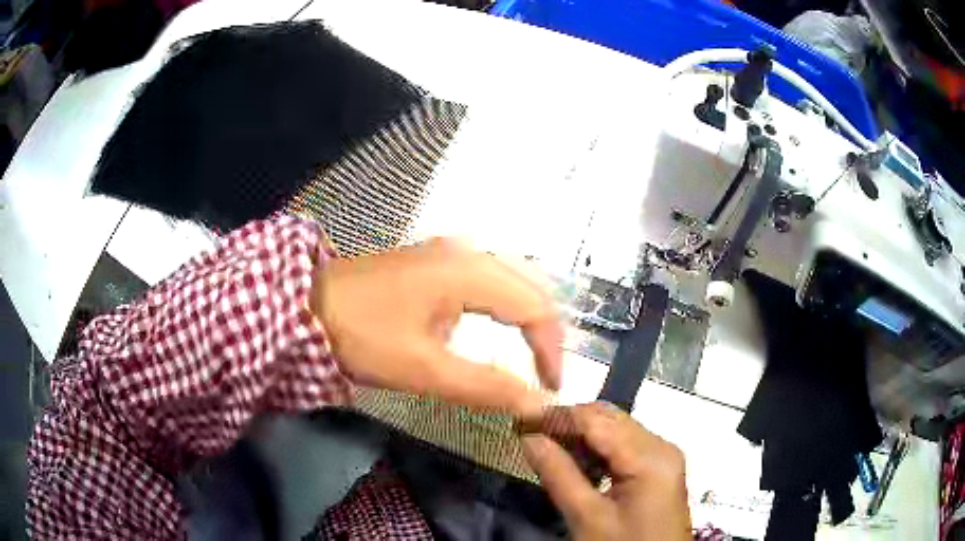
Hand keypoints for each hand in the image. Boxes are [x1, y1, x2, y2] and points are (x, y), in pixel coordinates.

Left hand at [312, 238, 562, 415]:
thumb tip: (536, 404)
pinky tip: (496, 327)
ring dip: (525, 317)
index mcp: (469, 271)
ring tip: (531, 353)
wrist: (304, 306)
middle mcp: (466, 252)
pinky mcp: (431, 263)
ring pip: (508, 280)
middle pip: (527, 287)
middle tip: (546, 372)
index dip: (551, 349)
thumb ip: (484, 387)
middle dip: (544, 331)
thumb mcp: (423, 368)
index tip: (550, 388)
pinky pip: (484, 279)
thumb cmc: (362, 334)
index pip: (534, 307)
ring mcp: (446, 254)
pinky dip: (501, 307)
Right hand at [522, 402, 690, 540]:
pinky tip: (576, 465)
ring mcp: (663, 457)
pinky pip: (625, 446)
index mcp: (649, 456)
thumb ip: (558, 475)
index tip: (520, 421)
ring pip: (616, 430)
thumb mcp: (588, 517)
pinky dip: (598, 451)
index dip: (556, 417)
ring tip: (548, 451)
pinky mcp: (659, 469)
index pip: (597, 420)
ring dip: (581, 437)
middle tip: (530, 435)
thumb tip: (529, 438)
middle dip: (568, 424)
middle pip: (609, 419)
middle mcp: (661, 446)